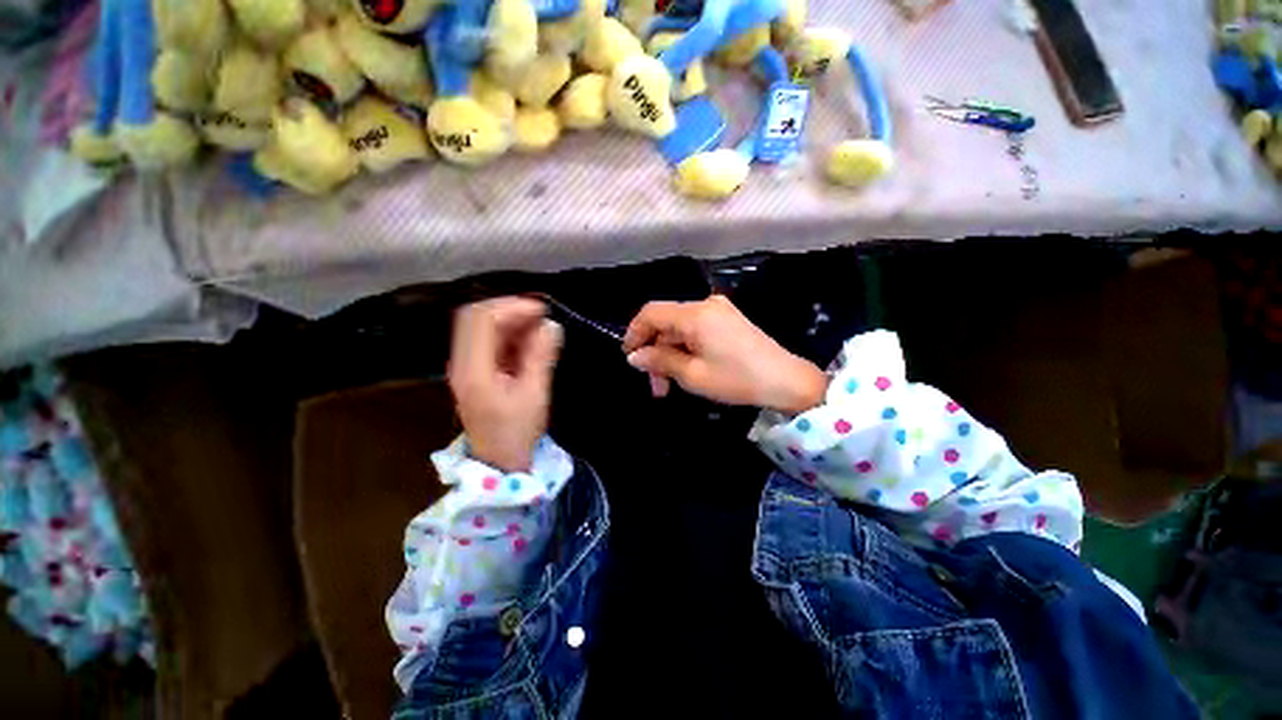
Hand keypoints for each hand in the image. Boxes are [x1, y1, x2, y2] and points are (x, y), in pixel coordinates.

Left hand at [448, 298, 562, 471]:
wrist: (499, 460)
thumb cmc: (517, 431)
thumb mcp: (534, 394)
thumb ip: (541, 356)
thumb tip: (552, 325)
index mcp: (473, 369)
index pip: (482, 320)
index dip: (512, 307)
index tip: (542, 311)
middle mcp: (463, 361)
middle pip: (475, 317)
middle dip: (509, 309)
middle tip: (540, 315)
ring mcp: (466, 365)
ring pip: (481, 327)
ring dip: (510, 321)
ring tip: (539, 326)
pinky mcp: (475, 369)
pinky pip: (488, 340)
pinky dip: (509, 334)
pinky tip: (529, 340)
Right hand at [622, 295, 827, 413]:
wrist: (786, 381)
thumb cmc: (736, 379)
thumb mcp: (692, 375)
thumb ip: (660, 360)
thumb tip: (634, 356)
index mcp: (695, 314)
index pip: (651, 312)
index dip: (635, 332)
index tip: (629, 357)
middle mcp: (705, 305)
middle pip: (666, 323)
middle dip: (655, 352)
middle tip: (655, 386)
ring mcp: (719, 311)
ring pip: (680, 329)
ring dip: (670, 355)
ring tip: (669, 386)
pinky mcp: (728, 321)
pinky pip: (696, 331)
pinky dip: (685, 349)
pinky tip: (686, 370)